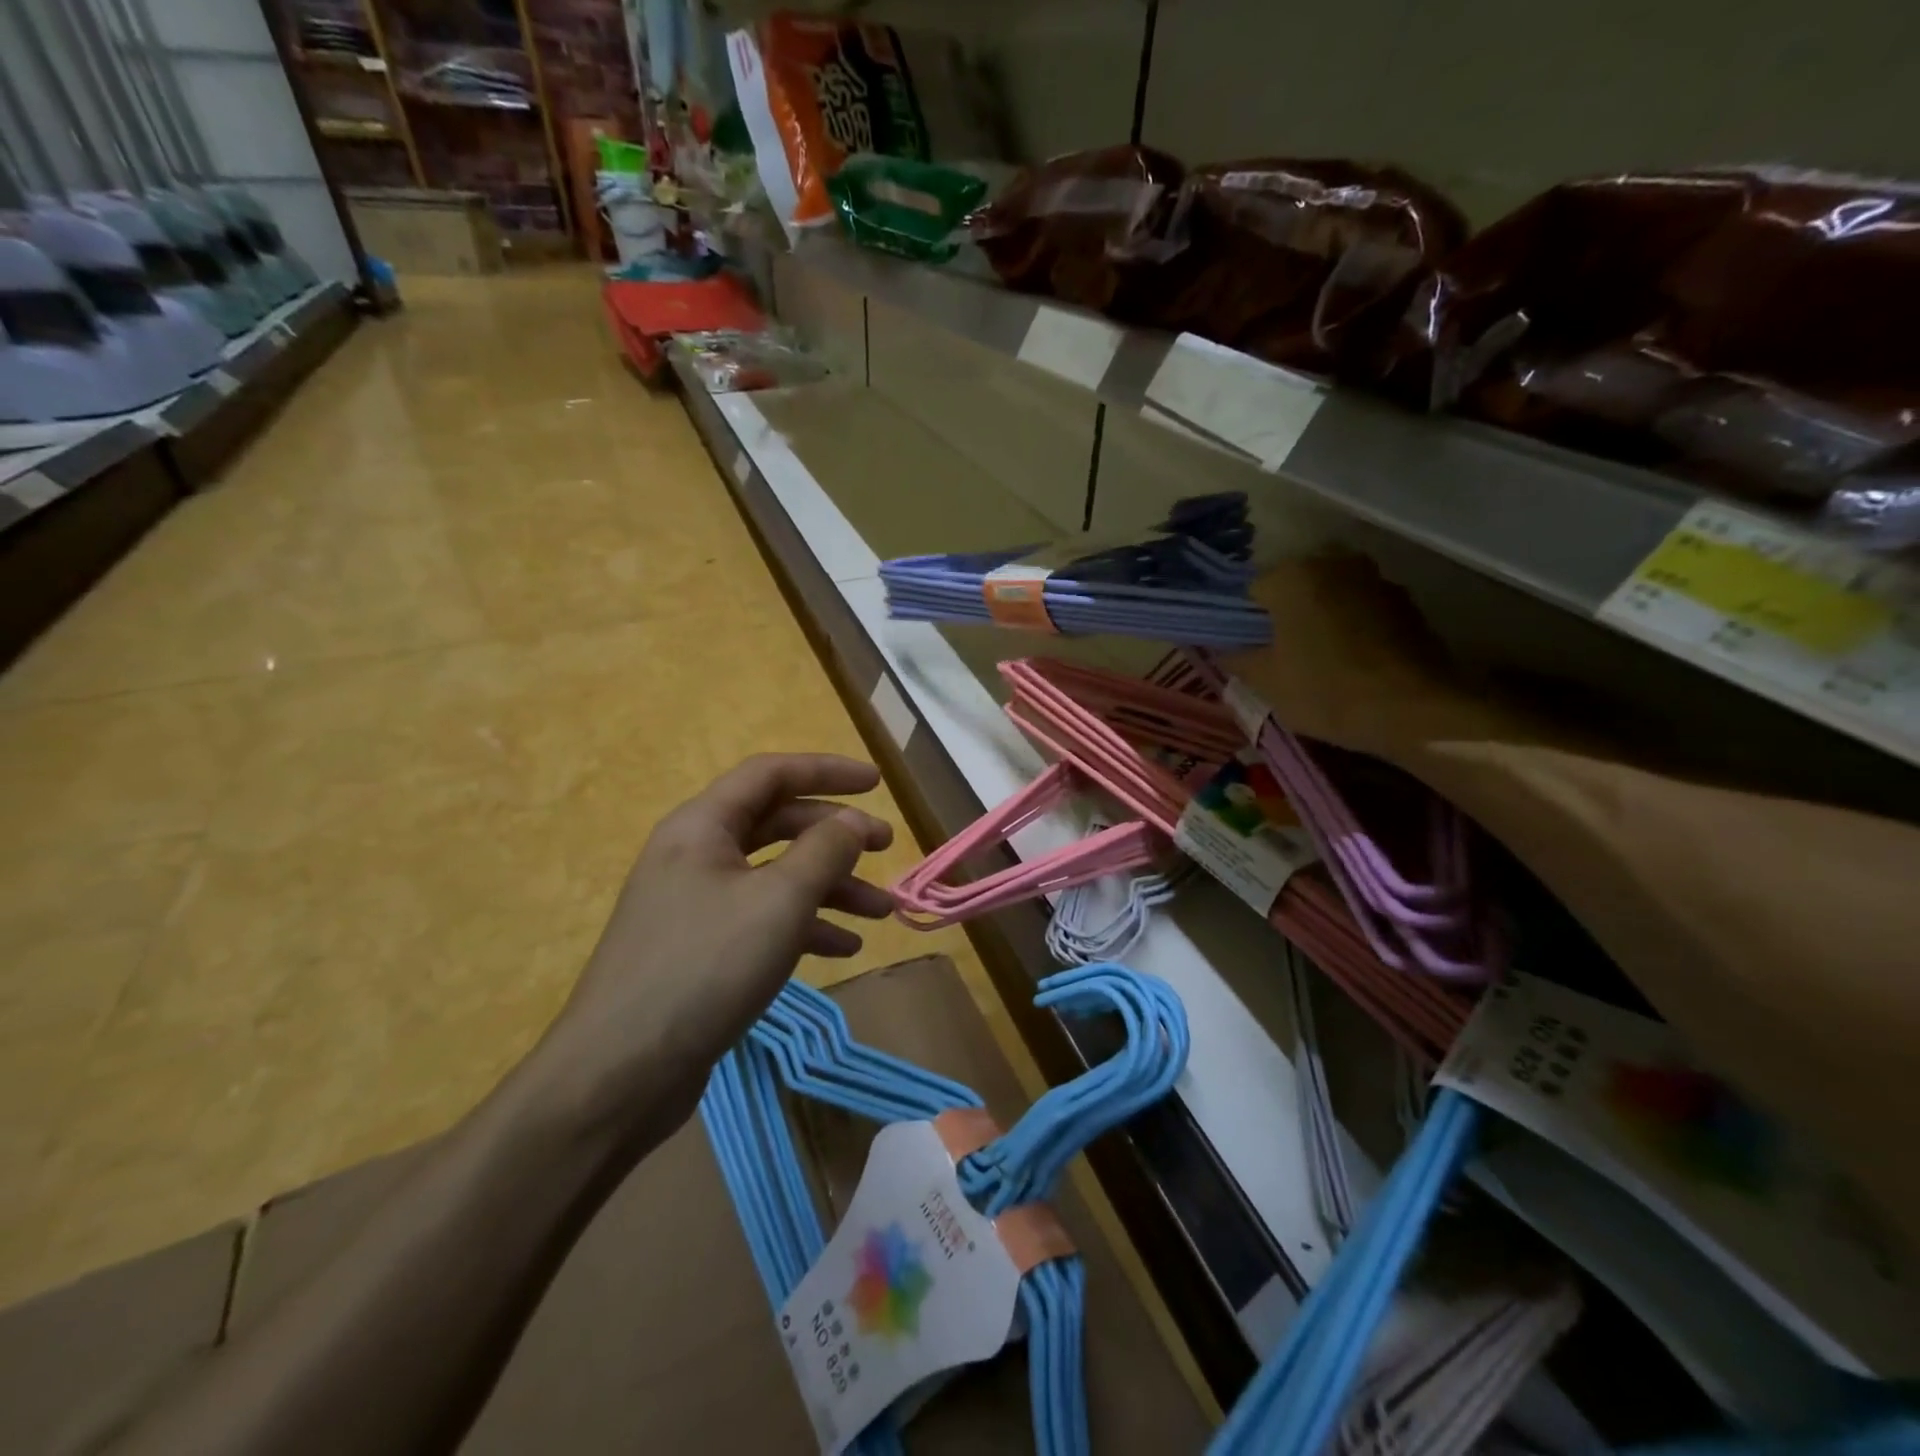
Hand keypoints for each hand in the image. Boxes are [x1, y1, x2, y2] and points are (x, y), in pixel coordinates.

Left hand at [540, 754, 896, 1134]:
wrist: (618, 1074)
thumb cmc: (704, 968)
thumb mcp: (779, 901)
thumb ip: (825, 851)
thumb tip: (854, 821)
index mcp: (702, 826)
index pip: (771, 774)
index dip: (827, 771)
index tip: (876, 783)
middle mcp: (697, 855)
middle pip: (778, 825)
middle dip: (836, 835)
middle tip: (887, 848)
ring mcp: (697, 904)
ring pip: (776, 877)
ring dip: (831, 887)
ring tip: (882, 912)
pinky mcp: (702, 950)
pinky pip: (763, 920)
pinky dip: (806, 926)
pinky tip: (844, 948)